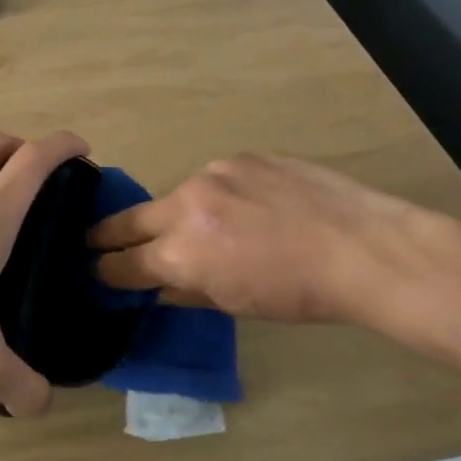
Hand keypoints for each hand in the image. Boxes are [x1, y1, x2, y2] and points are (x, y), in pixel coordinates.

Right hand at [88, 153, 435, 324]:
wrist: (364, 248)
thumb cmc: (300, 293)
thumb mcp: (236, 303)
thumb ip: (186, 290)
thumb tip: (159, 285)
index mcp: (182, 252)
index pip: (124, 263)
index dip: (106, 270)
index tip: (96, 271)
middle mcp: (186, 205)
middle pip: (130, 219)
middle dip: (110, 234)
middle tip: (95, 240)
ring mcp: (213, 174)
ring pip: (177, 195)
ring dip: (178, 213)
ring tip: (206, 227)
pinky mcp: (241, 157)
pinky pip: (215, 178)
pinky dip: (218, 194)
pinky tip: (246, 207)